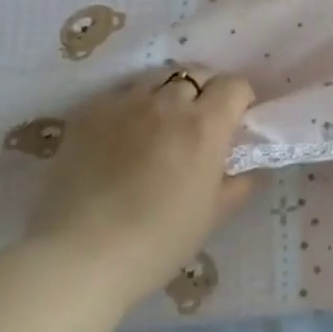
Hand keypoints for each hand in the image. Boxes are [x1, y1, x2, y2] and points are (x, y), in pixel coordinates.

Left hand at [29, 64, 259, 303]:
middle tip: (198, 123)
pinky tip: (121, 136)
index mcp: (205, 124)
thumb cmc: (158, 241)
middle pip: (197, 73)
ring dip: (166, 94)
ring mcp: (125, 102)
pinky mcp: (89, 112)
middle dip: (204, 91)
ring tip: (158, 125)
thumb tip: (252, 168)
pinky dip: (130, 106)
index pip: (234, 86)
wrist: (80, 257)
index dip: (239, 100)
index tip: (235, 121)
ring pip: (157, 79)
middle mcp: (168, 101)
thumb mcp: (212, 216)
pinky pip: (120, 95)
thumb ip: (239, 184)